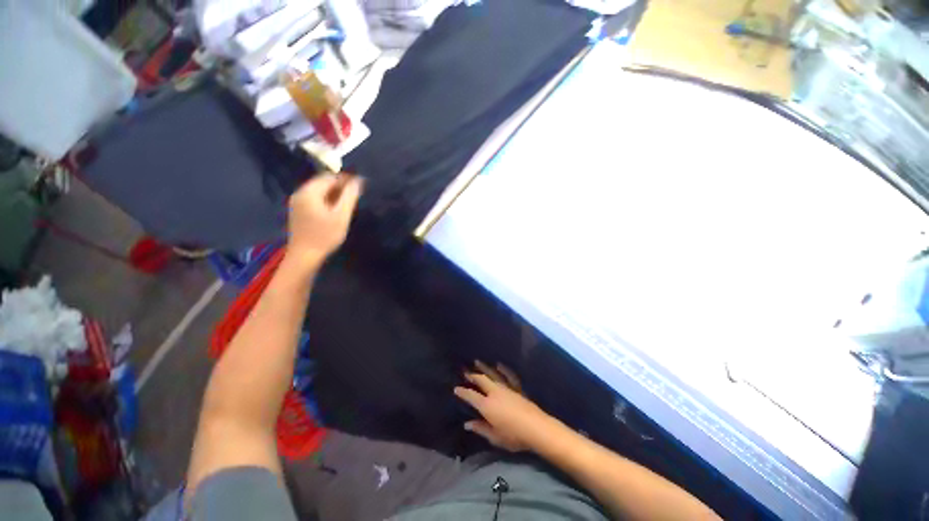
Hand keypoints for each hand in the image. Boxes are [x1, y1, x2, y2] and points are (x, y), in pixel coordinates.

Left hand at [287, 173, 361, 264]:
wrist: (305, 256)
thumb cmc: (325, 235)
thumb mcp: (341, 215)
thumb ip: (350, 196)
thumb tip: (358, 180)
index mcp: (309, 191)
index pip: (330, 177)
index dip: (346, 179)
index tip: (361, 185)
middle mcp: (300, 193)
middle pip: (322, 183)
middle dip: (340, 186)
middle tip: (356, 194)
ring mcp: (297, 203)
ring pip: (318, 191)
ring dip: (334, 194)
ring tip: (348, 202)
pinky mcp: (298, 212)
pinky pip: (314, 199)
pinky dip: (326, 200)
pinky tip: (335, 210)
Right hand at [454, 361, 555, 451]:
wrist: (536, 428)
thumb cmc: (513, 436)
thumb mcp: (494, 437)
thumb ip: (480, 429)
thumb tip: (467, 424)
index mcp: (486, 405)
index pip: (471, 396)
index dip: (463, 392)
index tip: (456, 388)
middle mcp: (494, 393)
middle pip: (481, 381)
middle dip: (472, 375)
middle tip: (465, 371)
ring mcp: (506, 388)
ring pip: (492, 375)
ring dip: (484, 368)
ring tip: (477, 361)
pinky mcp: (517, 388)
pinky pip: (509, 376)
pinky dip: (504, 369)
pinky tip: (499, 364)